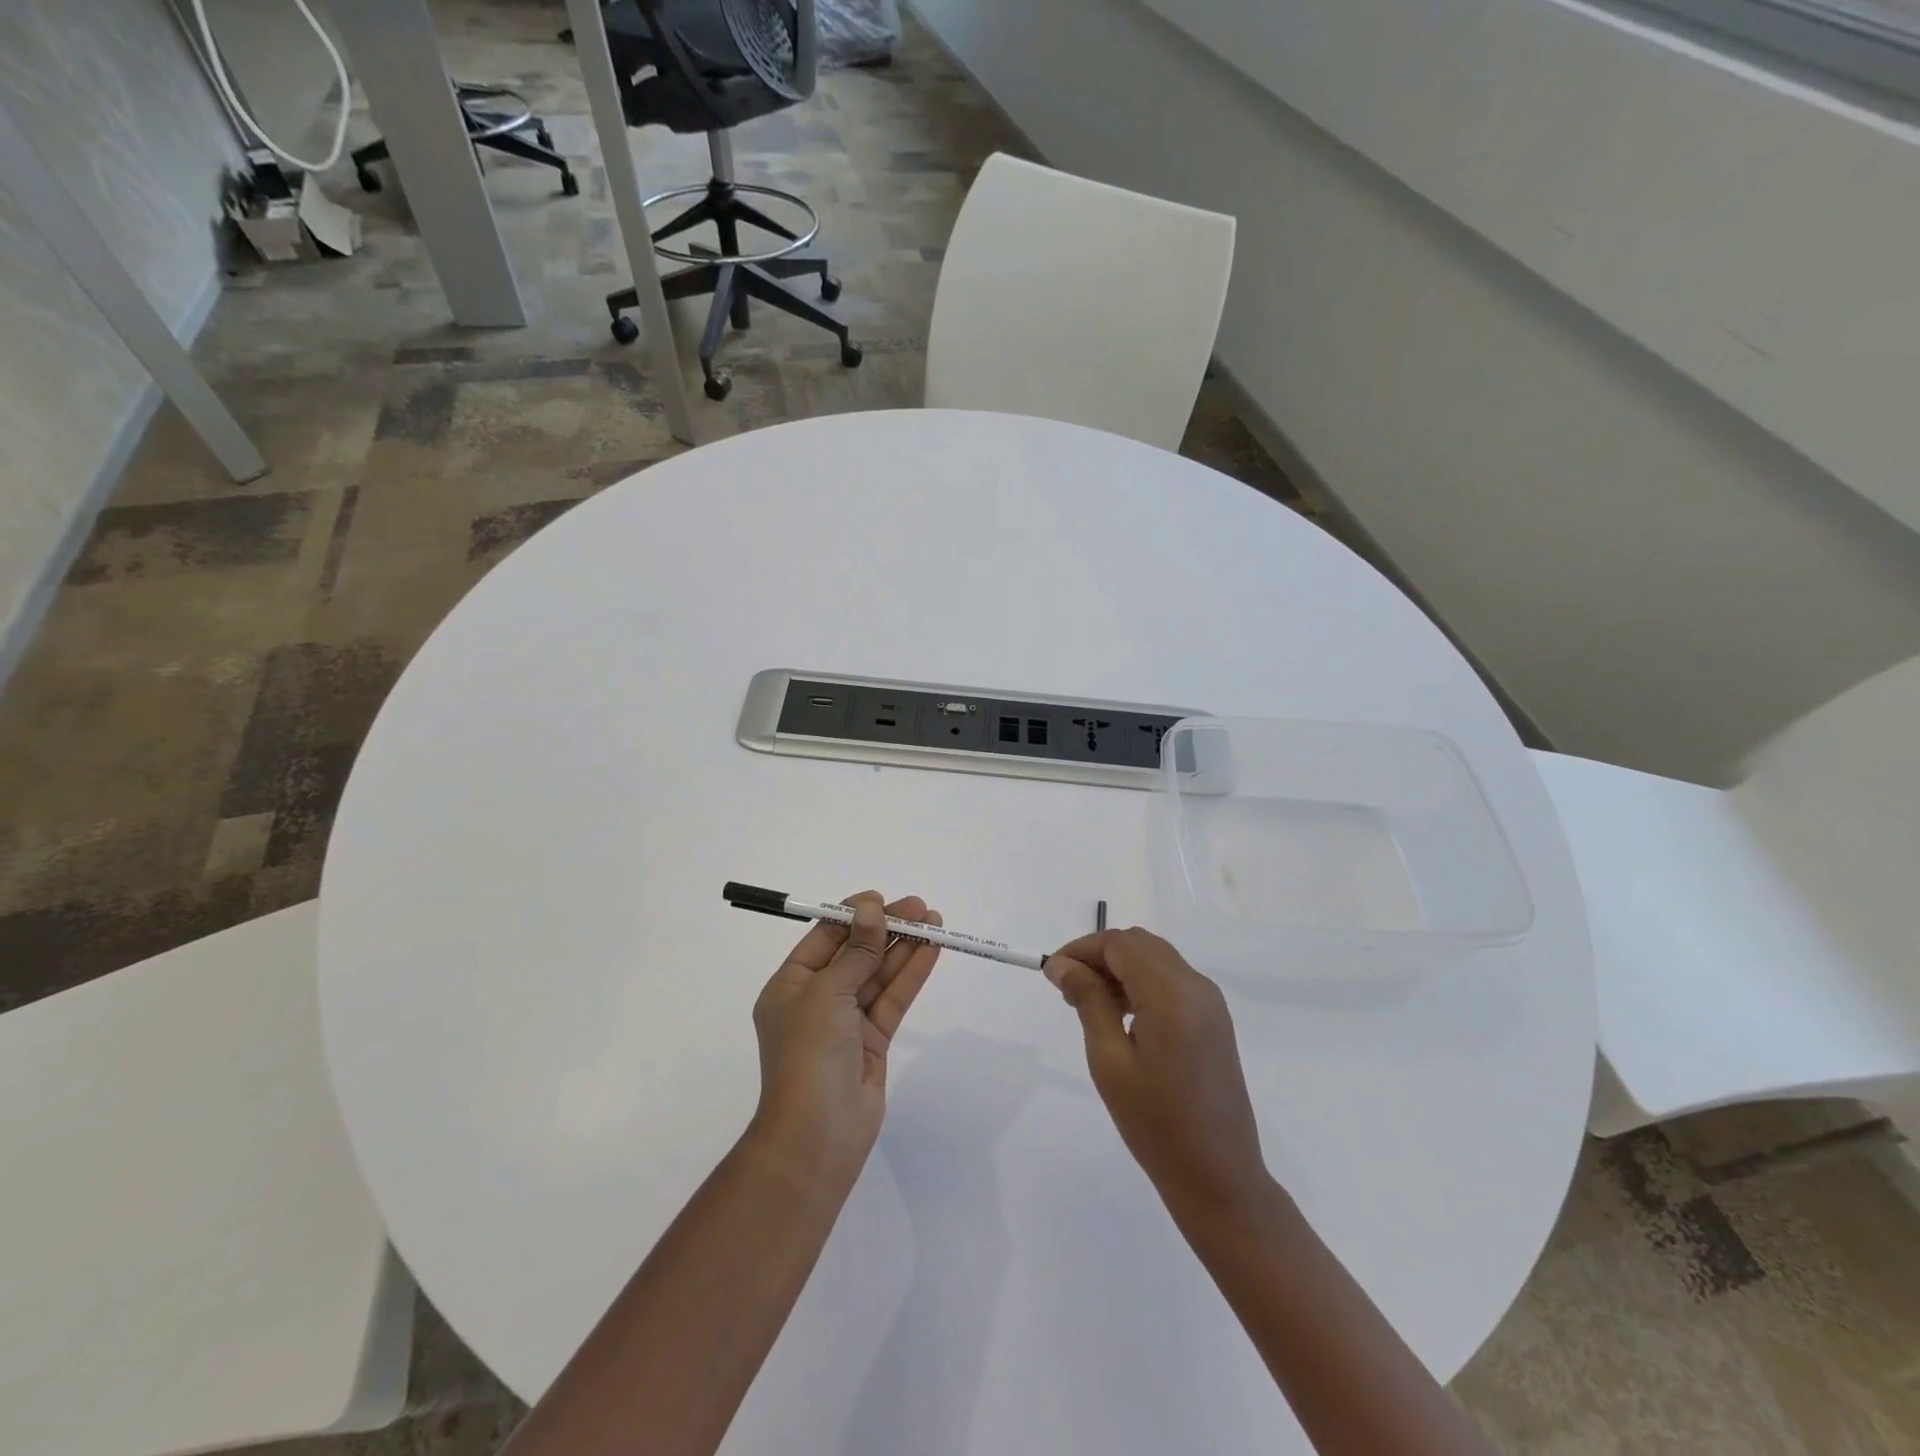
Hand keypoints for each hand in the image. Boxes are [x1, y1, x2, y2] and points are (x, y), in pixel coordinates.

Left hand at [748, 892, 940, 1192]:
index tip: (882, 900)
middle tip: (919, 908)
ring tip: (934, 921)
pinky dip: (911, 974)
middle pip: (855, 953)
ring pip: (878, 975)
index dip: (853, 916)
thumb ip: (856, 951)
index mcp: (790, 986)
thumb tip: (870, 910)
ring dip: (904, 948)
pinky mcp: (873, 1041)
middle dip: (886, 929)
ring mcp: (846, 1022)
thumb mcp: (827, 993)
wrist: (817, 1136)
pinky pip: (893, 999)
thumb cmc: (808, 1054)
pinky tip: (931, 950)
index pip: (823, 939)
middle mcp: (816, 1000)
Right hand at [1045, 928, 1273, 1218]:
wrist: (1219, 1177)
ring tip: (1090, 1004)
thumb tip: (1062, 964)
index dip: (1081, 949)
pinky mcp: (1215, 1019)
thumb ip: (1088, 1001)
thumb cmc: (1156, 1124)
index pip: (1119, 944)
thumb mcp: (1110, 1061)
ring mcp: (1211, 1002)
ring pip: (1156, 958)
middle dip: (1099, 956)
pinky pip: (1172, 979)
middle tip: (1069, 990)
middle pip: (1139, 944)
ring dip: (1120, 968)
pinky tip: (1123, 1016)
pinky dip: (1142, 982)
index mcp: (1172, 994)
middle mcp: (1196, 986)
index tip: (1052, 974)